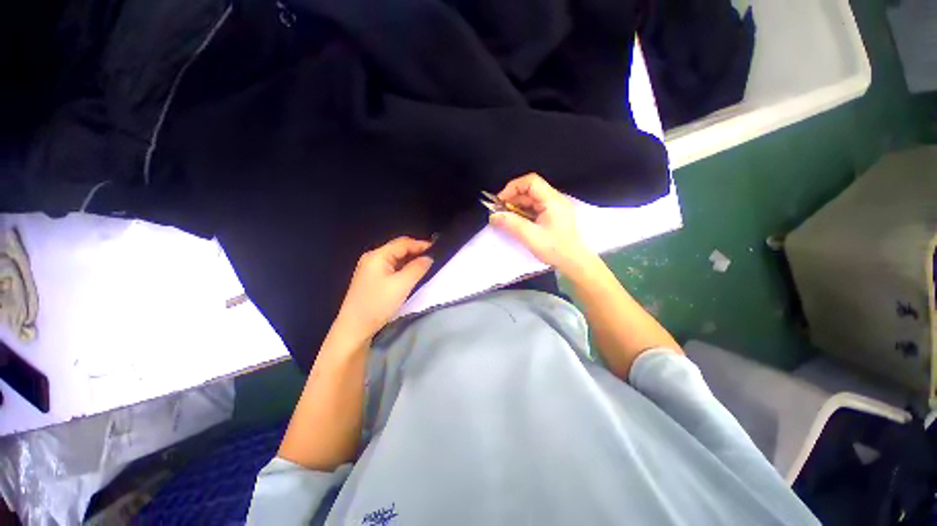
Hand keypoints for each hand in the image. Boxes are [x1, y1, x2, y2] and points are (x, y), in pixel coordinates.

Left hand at [333, 237, 433, 340]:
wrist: (354, 327)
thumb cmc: (378, 304)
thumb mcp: (402, 285)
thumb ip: (417, 268)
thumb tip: (429, 258)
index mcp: (377, 255)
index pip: (403, 243)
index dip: (420, 244)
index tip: (437, 249)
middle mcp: (372, 258)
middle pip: (398, 249)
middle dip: (416, 251)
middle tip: (433, 257)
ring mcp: (370, 268)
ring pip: (395, 258)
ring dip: (410, 260)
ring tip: (426, 264)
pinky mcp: (371, 278)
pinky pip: (391, 267)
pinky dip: (403, 268)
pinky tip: (411, 273)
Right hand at [489, 173, 594, 273]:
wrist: (574, 262)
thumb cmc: (555, 249)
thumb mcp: (531, 237)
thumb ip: (511, 224)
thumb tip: (493, 215)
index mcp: (553, 200)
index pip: (531, 182)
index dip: (513, 187)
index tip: (500, 201)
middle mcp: (555, 199)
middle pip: (530, 190)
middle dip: (512, 199)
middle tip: (500, 212)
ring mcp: (554, 207)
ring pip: (531, 199)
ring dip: (516, 207)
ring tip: (506, 218)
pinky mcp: (552, 215)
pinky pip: (534, 208)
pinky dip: (523, 213)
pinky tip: (516, 222)